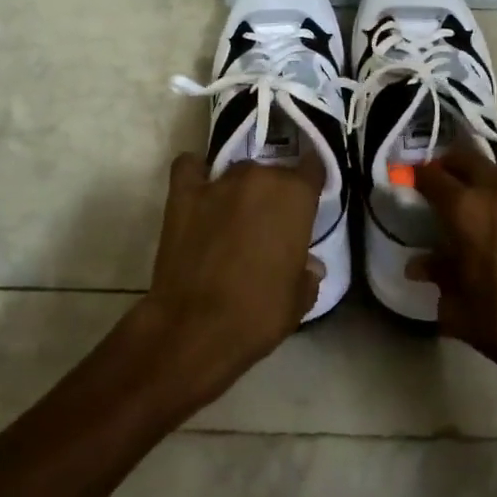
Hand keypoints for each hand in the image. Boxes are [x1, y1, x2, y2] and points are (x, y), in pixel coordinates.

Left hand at [137, 152, 322, 405]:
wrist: (196, 328)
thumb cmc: (259, 314)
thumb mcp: (299, 299)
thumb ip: (308, 273)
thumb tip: (309, 265)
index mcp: (295, 196)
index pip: (313, 167)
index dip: (311, 182)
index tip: (308, 200)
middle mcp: (259, 178)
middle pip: (273, 171)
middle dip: (274, 192)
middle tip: (270, 223)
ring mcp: (218, 183)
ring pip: (236, 171)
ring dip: (240, 188)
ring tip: (233, 215)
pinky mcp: (183, 194)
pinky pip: (189, 167)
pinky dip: (195, 174)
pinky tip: (198, 190)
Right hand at [413, 149, 496, 395]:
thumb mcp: (463, 311)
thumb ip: (438, 277)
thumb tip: (419, 265)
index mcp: (467, 210)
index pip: (430, 176)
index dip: (417, 177)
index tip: (412, 184)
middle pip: (467, 158)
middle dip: (451, 168)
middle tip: (448, 189)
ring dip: (491, 186)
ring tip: (494, 214)